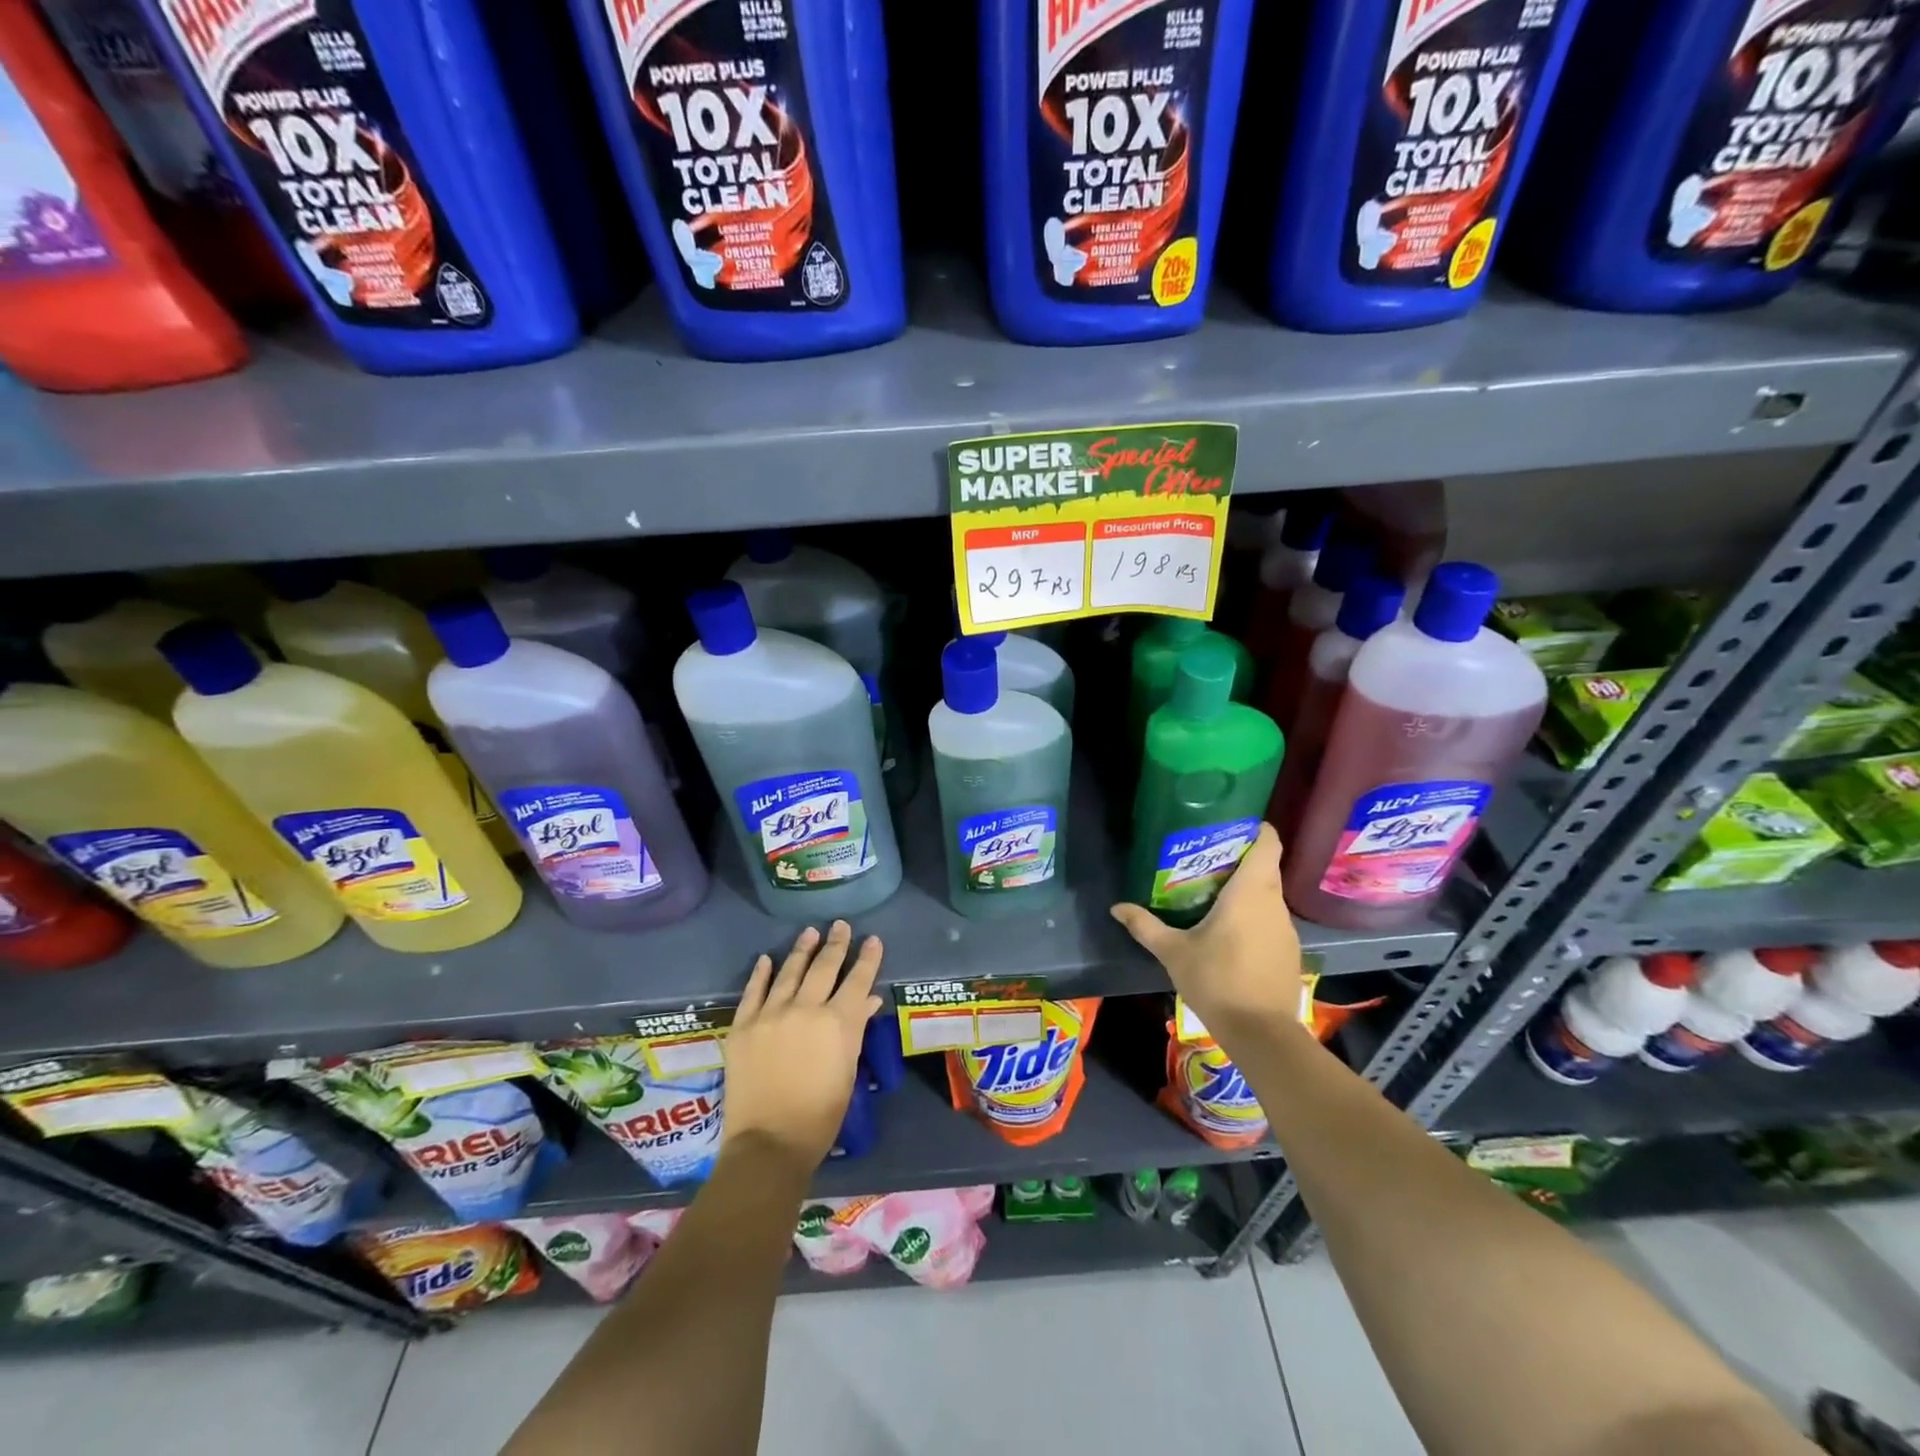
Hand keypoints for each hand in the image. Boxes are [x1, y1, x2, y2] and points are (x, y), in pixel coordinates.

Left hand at [722, 921, 882, 1174]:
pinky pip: (753, 991)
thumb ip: (855, 1029)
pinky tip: (767, 959)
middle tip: (840, 925)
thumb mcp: (847, 1071)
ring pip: (789, 972)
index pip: (857, 980)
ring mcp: (770, 1014)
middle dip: (835, 944)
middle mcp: (805, 1009)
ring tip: (809, 933)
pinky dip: (761, 973)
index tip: (872, 939)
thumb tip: (867, 999)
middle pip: (824, 967)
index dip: (867, 958)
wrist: (769, 1143)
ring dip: (802, 950)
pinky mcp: (743, 1025)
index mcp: (837, 1022)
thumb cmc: (820, 1114)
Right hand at [1110, 823, 1304, 1047]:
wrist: (1262, 1034)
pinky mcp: (1289, 951)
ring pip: (1269, 894)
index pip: (1268, 843)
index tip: (1232, 826)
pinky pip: (1272, 919)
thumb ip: (1145, 926)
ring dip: (1247, 889)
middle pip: (1266, 866)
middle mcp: (1274, 903)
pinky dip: (1254, 915)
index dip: (1256, 829)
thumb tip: (1116, 908)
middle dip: (1240, 859)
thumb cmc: (1216, 980)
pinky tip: (1230, 931)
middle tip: (1206, 859)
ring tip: (1213, 893)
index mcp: (1250, 892)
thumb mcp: (1173, 952)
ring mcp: (1287, 928)